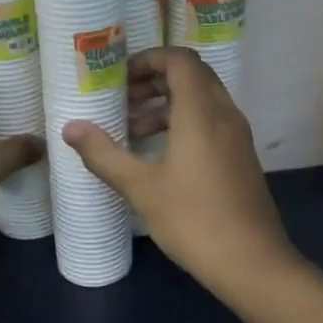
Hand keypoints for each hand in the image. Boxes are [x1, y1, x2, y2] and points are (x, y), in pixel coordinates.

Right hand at [62, 47, 298, 294]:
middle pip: (191, 76)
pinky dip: (184, 124)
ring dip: (167, 105)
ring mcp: (237, 136)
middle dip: (154, 81)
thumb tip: (70, 128)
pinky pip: (211, 122)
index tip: (119, 79)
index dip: (148, 60)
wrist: (252, 263)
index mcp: (201, 112)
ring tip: (133, 132)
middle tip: (122, 102)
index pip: (179, 60)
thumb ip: (104, 154)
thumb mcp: (141, 188)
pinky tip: (160, 157)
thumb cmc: (194, 220)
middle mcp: (224, 114)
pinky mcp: (241, 157)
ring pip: (202, 100)